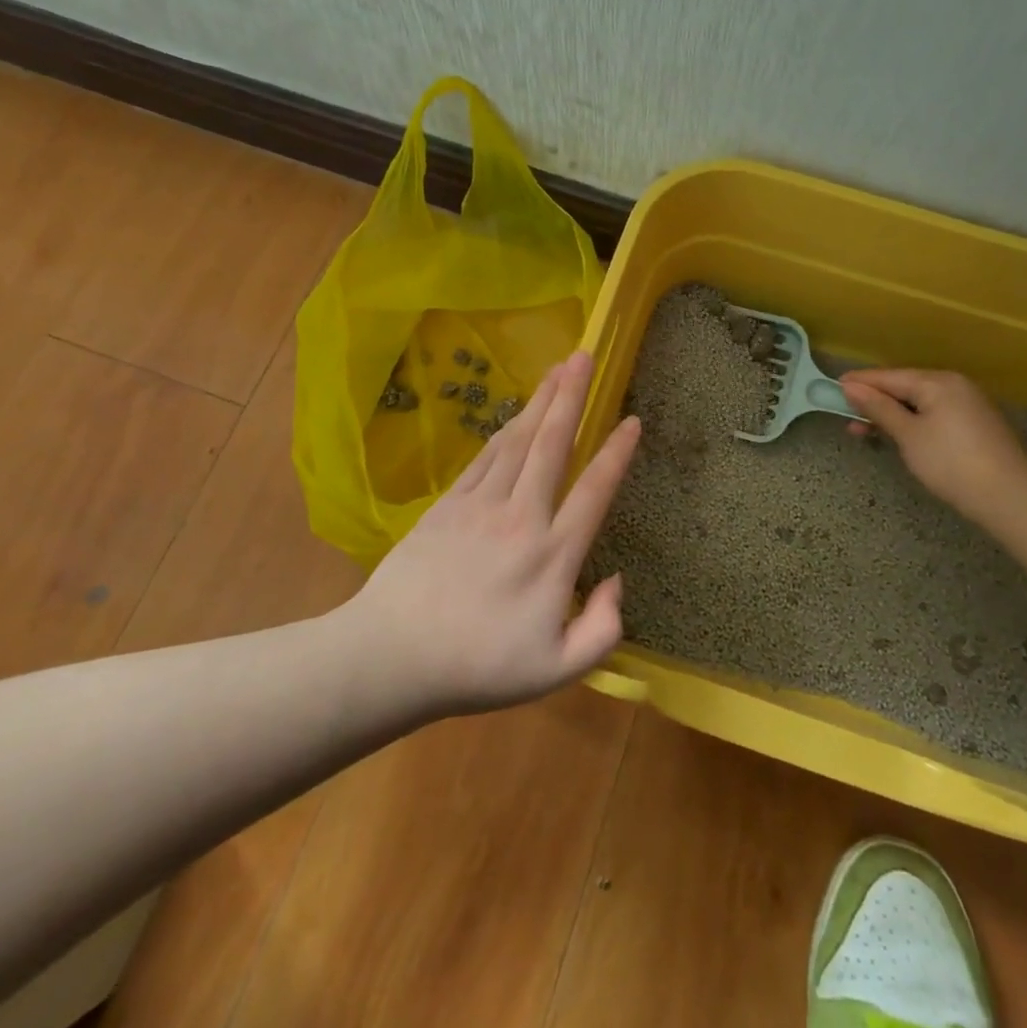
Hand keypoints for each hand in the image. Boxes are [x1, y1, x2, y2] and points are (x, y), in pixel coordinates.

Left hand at [351, 350, 640, 717]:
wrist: (393, 656)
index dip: (617, 453)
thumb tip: (616, 580)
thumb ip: (601, 629)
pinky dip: (505, 430)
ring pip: (519, 441)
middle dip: (572, 397)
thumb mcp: (556, 671)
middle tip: (584, 356)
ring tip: (558, 369)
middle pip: (552, 445)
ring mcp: (481, 505)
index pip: (594, 491)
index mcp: (552, 554)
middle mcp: (521, 517)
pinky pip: (484, 458)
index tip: (633, 420)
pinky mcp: (449, 504)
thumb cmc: (478, 667)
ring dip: (541, 402)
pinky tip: (516, 414)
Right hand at [839, 367, 1026, 520]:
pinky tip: (899, 435)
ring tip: (864, 430)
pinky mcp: (975, 424)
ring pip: (919, 402)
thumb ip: (878, 408)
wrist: (1008, 497)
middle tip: (845, 415)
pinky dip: (912, 421)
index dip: (860, 383)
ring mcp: (968, 404)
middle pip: (904, 387)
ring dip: (891, 414)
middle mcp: (954, 385)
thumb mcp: (908, 435)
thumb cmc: (950, 463)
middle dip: (874, 401)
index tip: (832, 387)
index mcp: (937, 382)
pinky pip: (934, 413)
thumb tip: (851, 387)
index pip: (889, 376)